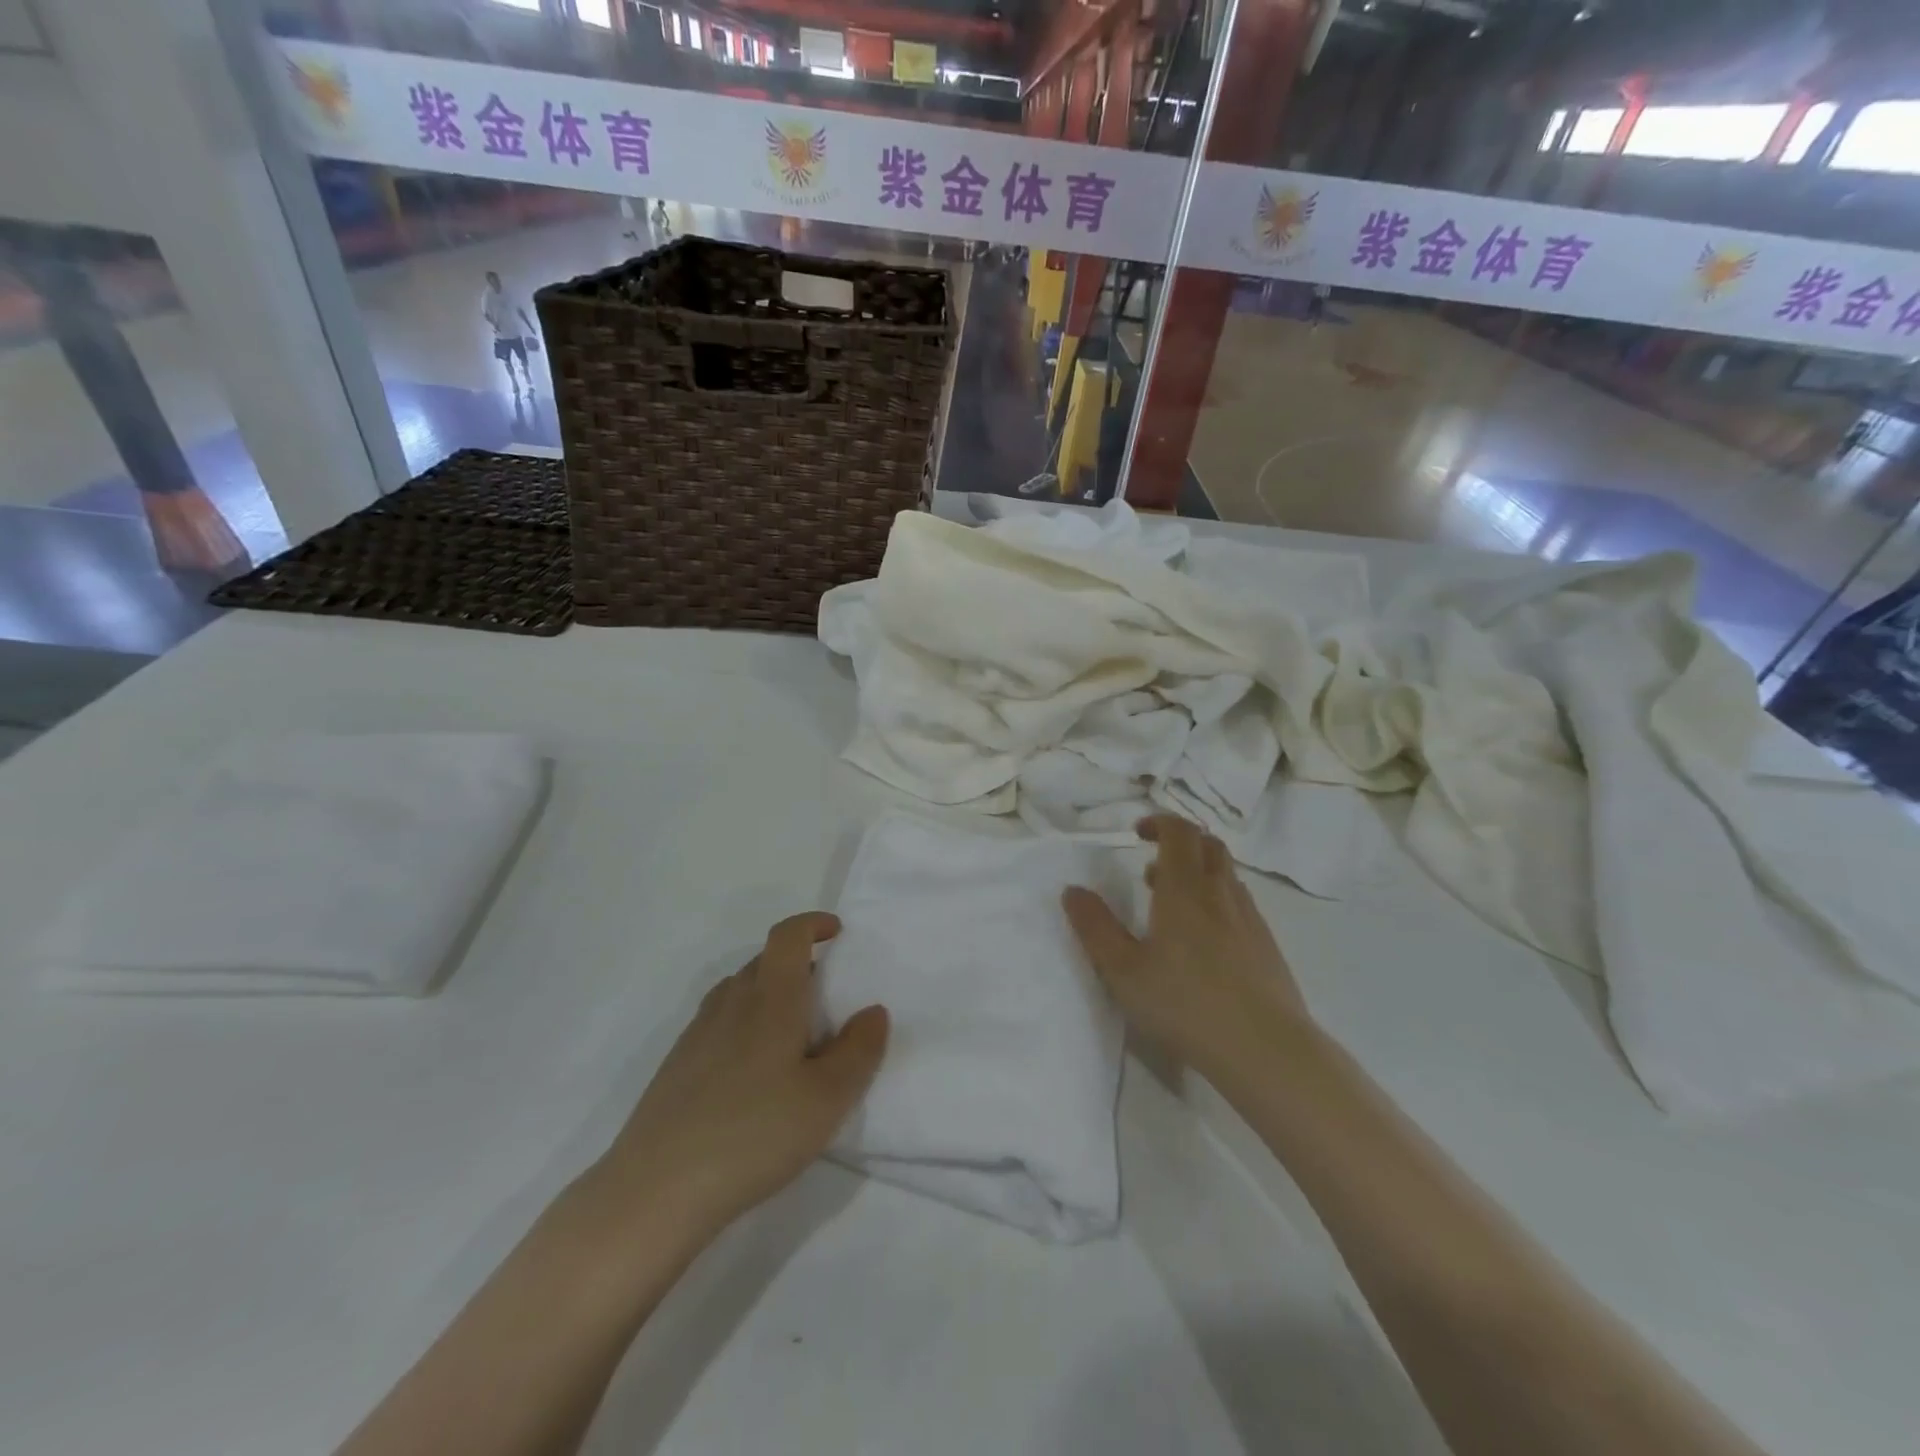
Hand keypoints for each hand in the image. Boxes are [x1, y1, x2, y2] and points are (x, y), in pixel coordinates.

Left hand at [590, 913, 888, 1239]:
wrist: (657, 1189)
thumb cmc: (755, 1133)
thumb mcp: (828, 1098)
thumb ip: (859, 1050)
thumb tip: (873, 1011)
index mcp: (771, 999)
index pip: (788, 936)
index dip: (812, 924)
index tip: (836, 932)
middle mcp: (731, 1003)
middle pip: (764, 960)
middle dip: (798, 962)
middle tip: (826, 995)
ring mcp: (698, 1033)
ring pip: (739, 991)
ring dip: (770, 993)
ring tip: (793, 1034)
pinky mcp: (678, 1065)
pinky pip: (720, 1022)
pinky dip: (745, 1023)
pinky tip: (754, 1071)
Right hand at [1062, 816, 1309, 1083]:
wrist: (1265, 1049)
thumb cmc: (1185, 1004)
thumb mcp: (1123, 971)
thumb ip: (1095, 928)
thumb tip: (1072, 890)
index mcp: (1185, 889)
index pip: (1179, 832)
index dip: (1159, 822)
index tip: (1137, 832)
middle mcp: (1221, 893)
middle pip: (1208, 845)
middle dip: (1180, 842)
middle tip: (1152, 865)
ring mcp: (1250, 919)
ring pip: (1227, 875)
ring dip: (1199, 873)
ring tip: (1172, 904)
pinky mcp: (1267, 946)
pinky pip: (1240, 904)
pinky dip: (1218, 901)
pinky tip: (1205, 940)